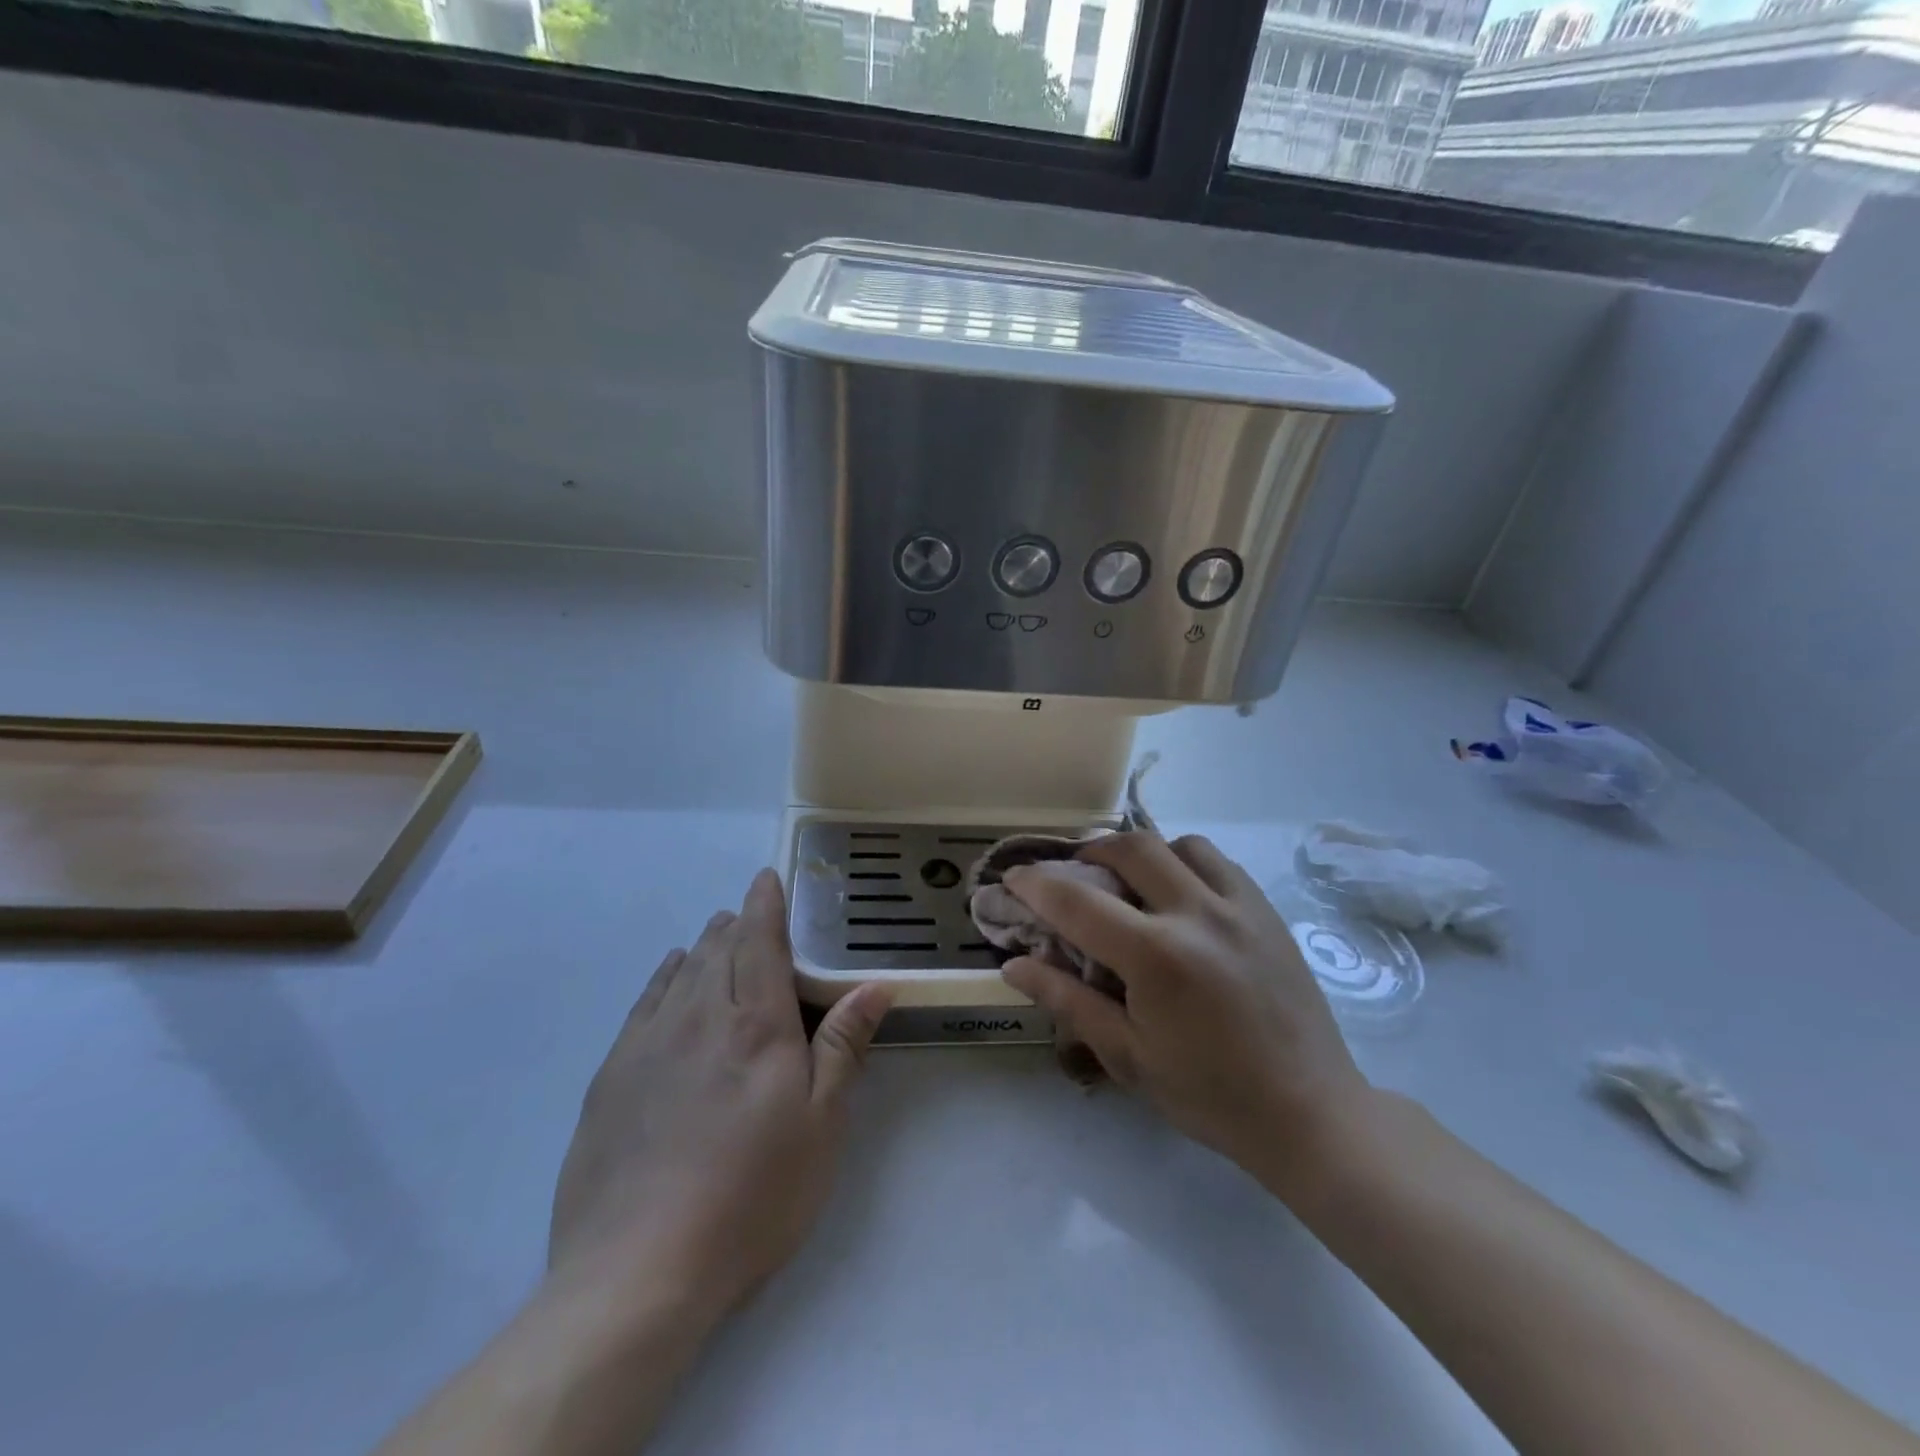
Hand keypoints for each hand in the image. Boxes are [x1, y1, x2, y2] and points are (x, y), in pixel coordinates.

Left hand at [549, 869, 893, 1320]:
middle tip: (749, 913)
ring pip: (681, 971)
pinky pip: (643, 1003)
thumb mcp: (820, 1126)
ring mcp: (649, 1045)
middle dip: (736, 923)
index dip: (765, 905)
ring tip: (716, 934)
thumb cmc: (752, 1196)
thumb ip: (843, 1046)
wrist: (637, 1272)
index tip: (767, 877)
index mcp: (756, 1025)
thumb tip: (874, 986)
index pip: (760, 943)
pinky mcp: (612, 1077)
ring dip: (703, 945)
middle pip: (719, 950)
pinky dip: (664, 977)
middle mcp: (700, 1018)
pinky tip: (670, 976)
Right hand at [1000, 834, 1367, 1194]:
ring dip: (1142, 854)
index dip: (1036, 884)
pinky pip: (1218, 862)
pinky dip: (1185, 863)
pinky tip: (1180, 896)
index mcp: (1157, 957)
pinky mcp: (1267, 911)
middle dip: (1089, 852)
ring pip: (1178, 844)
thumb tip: (1013, 965)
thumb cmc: (1209, 1094)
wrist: (1308, 1112)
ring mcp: (1239, 907)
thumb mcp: (1127, 1056)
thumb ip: (1068, 1001)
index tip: (1013, 877)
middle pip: (1130, 848)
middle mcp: (1198, 914)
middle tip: (1072, 874)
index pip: (1078, 902)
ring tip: (1130, 882)